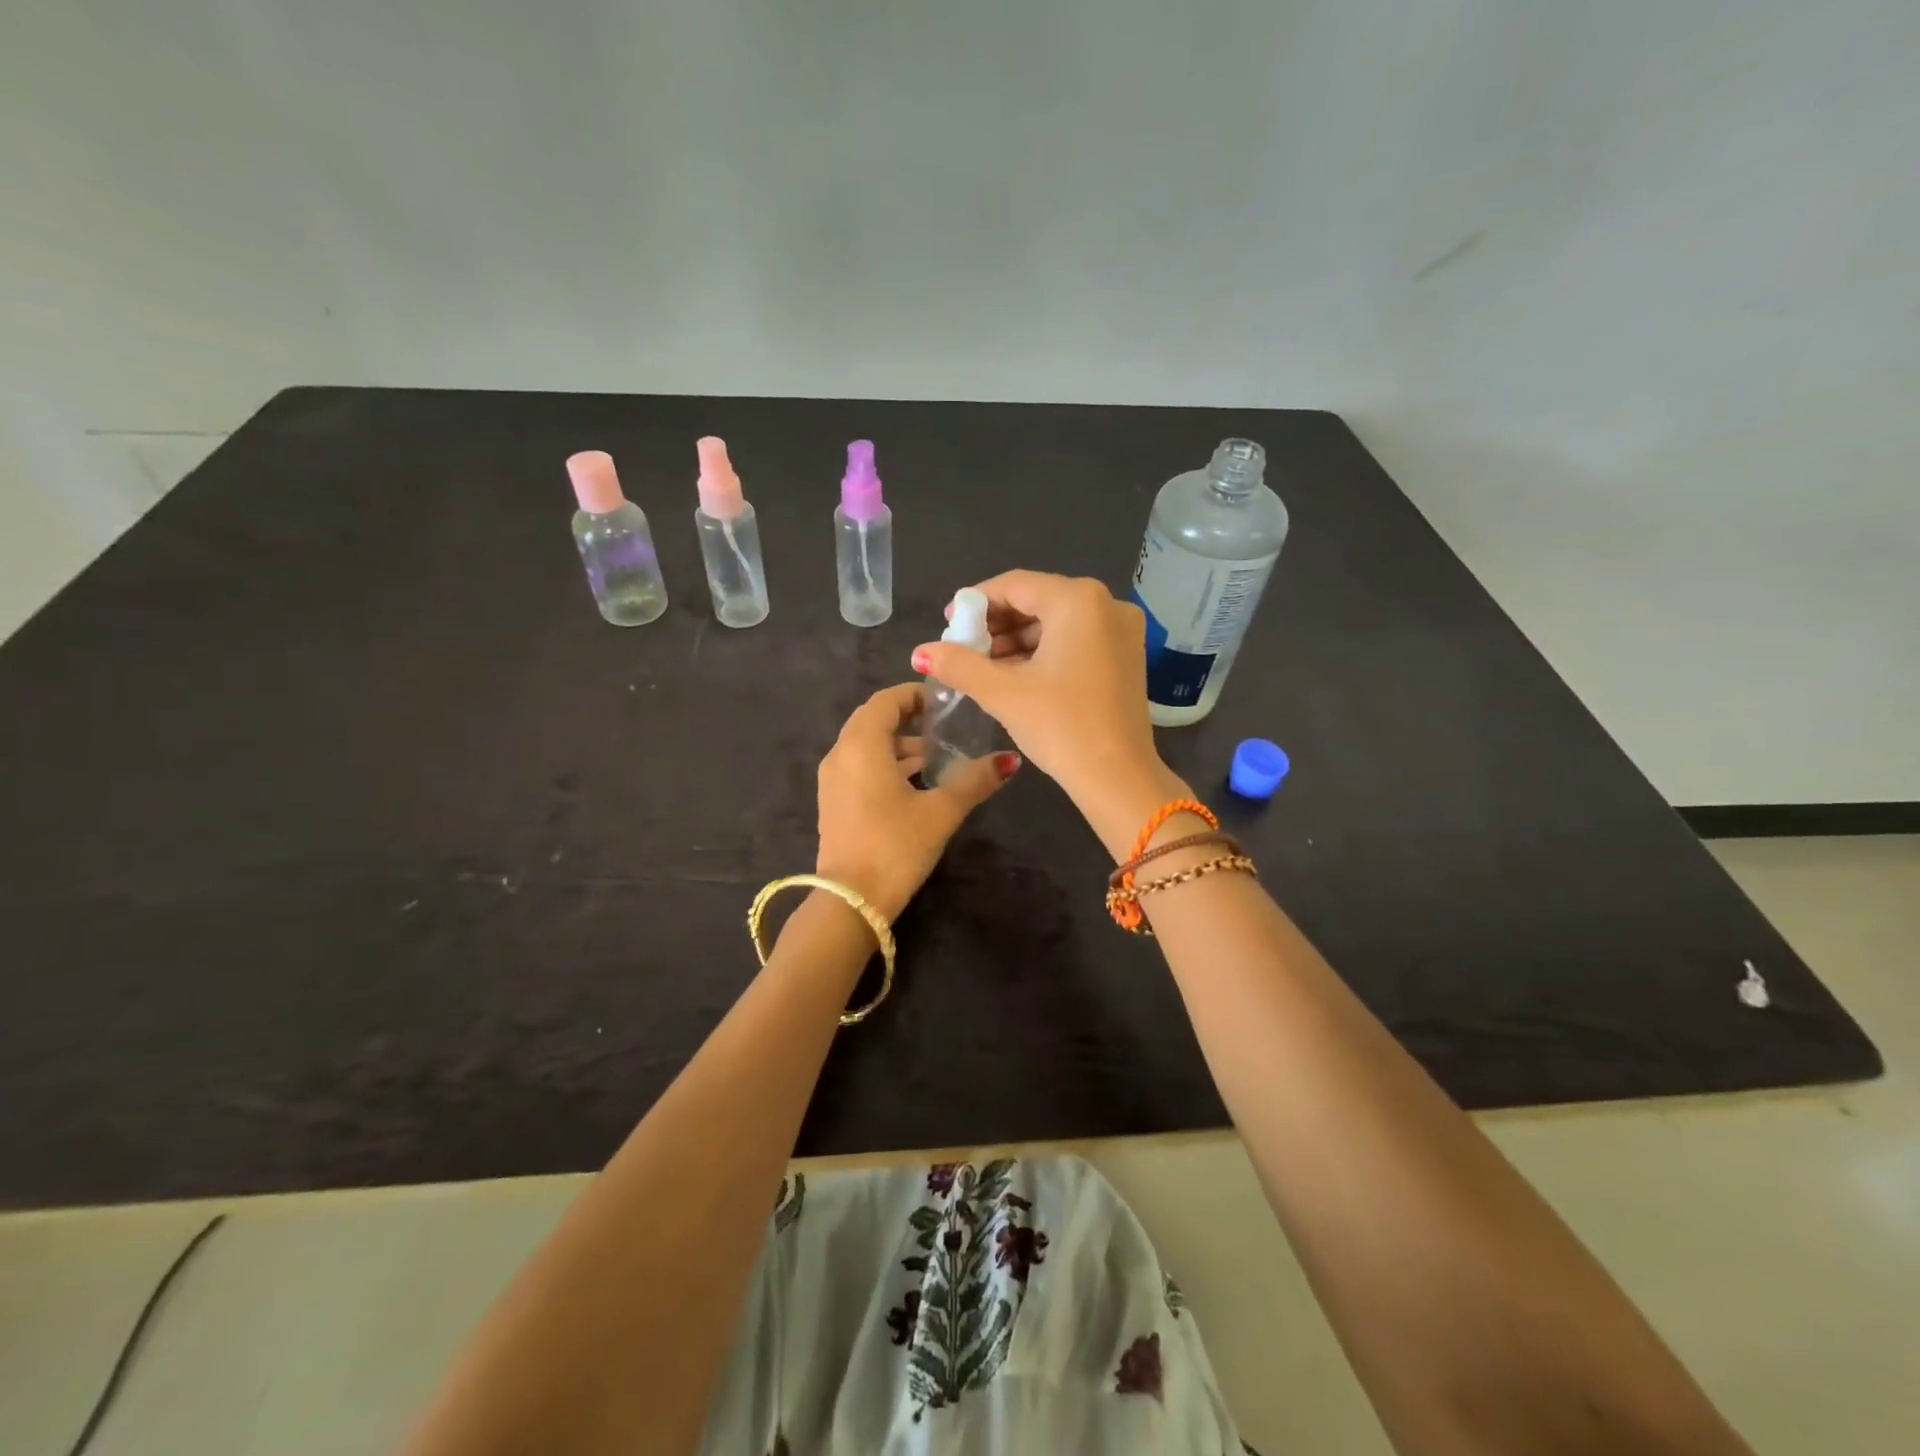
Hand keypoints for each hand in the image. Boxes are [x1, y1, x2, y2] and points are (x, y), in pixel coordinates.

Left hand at [815, 683, 1020, 920]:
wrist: (850, 901)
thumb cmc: (895, 846)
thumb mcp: (941, 811)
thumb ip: (975, 780)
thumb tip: (1010, 759)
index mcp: (861, 745)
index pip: (885, 700)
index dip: (913, 694)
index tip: (943, 700)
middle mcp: (840, 754)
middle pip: (873, 721)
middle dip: (908, 718)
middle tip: (944, 724)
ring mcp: (832, 781)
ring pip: (867, 747)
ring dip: (899, 746)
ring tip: (937, 756)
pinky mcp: (833, 804)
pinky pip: (860, 768)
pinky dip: (886, 765)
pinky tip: (916, 784)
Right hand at [911, 573, 1178, 839]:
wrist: (1117, 778)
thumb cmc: (1060, 726)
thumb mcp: (1002, 692)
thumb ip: (958, 664)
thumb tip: (921, 652)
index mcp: (1079, 600)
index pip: (1015, 585)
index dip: (976, 603)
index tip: (949, 624)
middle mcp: (1107, 604)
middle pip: (1037, 600)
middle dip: (997, 624)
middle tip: (964, 647)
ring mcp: (1123, 630)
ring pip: (1056, 622)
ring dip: (1018, 640)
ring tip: (983, 665)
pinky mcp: (1127, 655)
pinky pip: (1076, 639)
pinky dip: (1044, 651)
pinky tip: (1015, 674)